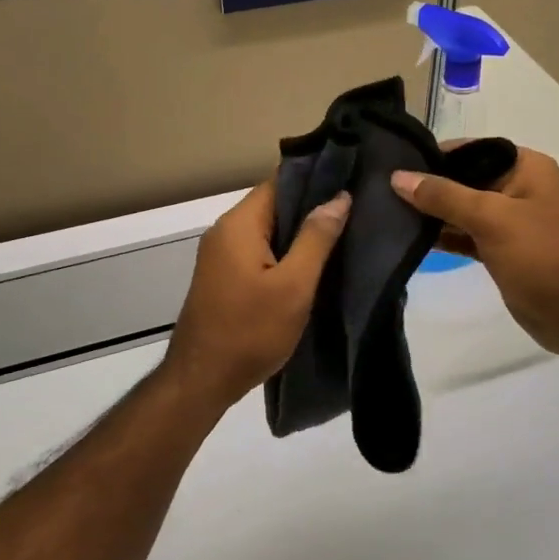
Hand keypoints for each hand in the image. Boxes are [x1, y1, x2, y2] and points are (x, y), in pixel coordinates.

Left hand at [160, 177, 350, 410]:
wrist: (202, 380)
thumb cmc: (250, 331)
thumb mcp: (293, 286)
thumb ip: (316, 238)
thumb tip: (339, 197)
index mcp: (239, 224)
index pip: (279, 182)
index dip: (316, 180)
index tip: (351, 182)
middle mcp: (224, 231)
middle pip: (273, 204)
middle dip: (311, 207)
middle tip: (355, 212)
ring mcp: (220, 255)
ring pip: (267, 229)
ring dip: (299, 233)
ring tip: (342, 235)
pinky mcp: (223, 276)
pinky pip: (258, 250)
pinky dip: (283, 252)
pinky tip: (312, 264)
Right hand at [391, 147, 558, 357]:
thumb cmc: (540, 255)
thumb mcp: (490, 218)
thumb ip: (443, 196)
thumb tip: (398, 177)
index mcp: (525, 167)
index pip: (472, 149)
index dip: (436, 155)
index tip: (395, 162)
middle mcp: (518, 187)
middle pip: (464, 178)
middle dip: (429, 185)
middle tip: (383, 189)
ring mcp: (509, 220)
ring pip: (462, 209)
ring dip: (433, 213)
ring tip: (388, 211)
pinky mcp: (500, 249)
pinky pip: (465, 234)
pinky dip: (443, 236)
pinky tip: (410, 237)